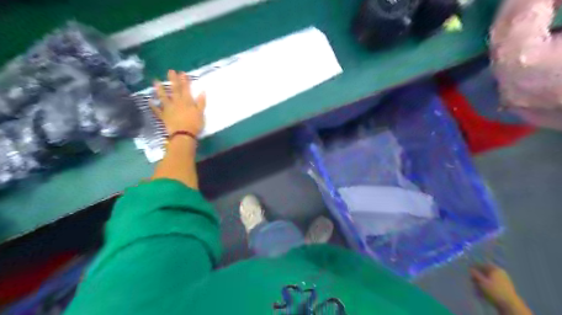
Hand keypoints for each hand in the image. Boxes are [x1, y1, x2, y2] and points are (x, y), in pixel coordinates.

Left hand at [149, 69, 205, 135]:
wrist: (183, 135)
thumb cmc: (194, 124)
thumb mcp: (200, 113)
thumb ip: (201, 102)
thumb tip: (202, 92)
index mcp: (187, 101)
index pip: (186, 89)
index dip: (184, 80)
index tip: (182, 73)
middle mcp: (176, 102)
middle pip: (175, 90)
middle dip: (173, 80)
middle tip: (170, 71)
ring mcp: (168, 109)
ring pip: (164, 97)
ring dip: (160, 89)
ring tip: (156, 81)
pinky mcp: (164, 116)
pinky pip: (157, 110)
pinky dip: (153, 106)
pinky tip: (149, 101)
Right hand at [471, 263, 527, 311]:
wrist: (510, 305)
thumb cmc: (494, 291)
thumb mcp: (481, 281)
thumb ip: (475, 274)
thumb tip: (471, 269)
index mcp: (495, 269)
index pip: (483, 264)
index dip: (475, 266)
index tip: (469, 270)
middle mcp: (501, 273)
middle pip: (486, 271)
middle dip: (478, 275)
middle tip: (472, 280)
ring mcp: (504, 281)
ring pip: (489, 278)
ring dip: (482, 282)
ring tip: (477, 287)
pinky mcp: (505, 288)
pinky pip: (494, 284)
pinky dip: (488, 286)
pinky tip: (483, 291)